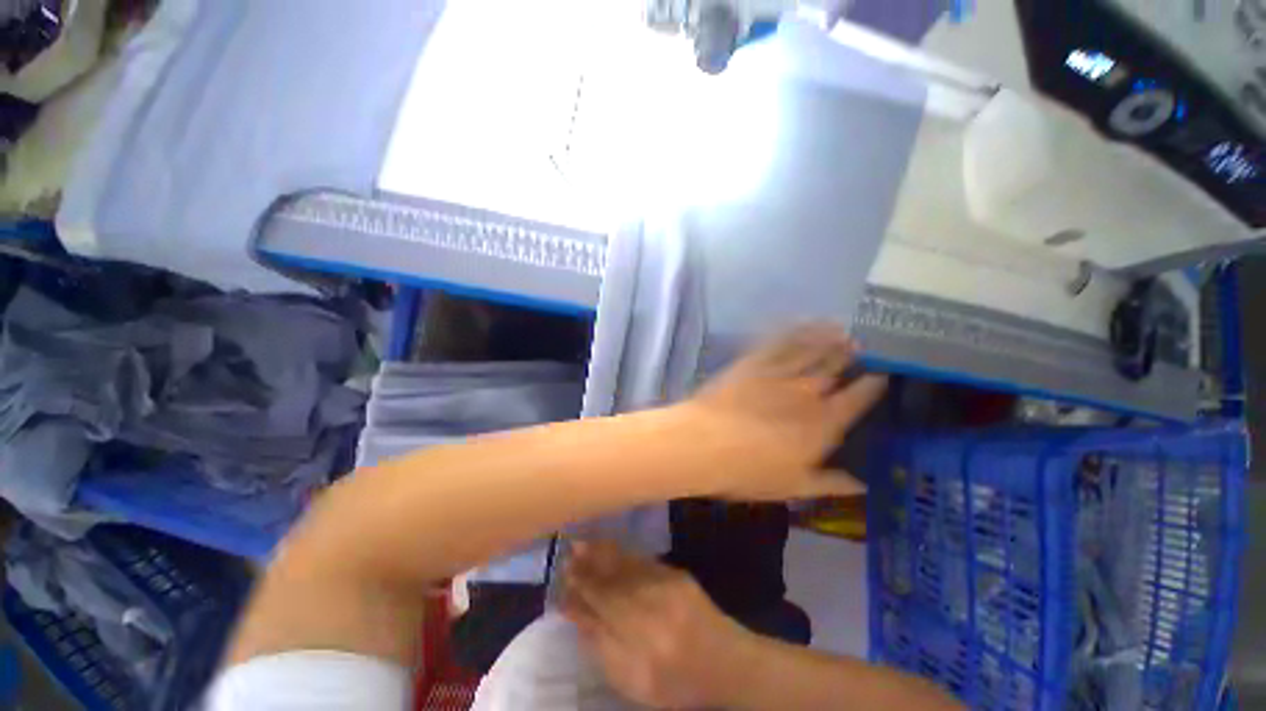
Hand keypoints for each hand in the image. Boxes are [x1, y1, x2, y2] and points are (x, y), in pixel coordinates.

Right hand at [560, 541, 756, 709]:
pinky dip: (622, 554)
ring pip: (626, 570)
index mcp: (641, 650)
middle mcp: (654, 614)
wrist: (725, 663)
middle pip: (611, 587)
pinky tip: (608, 547)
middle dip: (586, 570)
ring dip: (600, 555)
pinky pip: (643, 562)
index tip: (560, 581)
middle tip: (566, 555)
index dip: (579, 594)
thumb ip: (602, 647)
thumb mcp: (634, 682)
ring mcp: (668, 590)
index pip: (601, 612)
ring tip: (580, 544)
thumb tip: (574, 613)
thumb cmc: (677, 683)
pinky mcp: (678, 575)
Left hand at [679, 325, 886, 499]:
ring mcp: (779, 373)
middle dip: (852, 356)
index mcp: (823, 424)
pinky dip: (796, 330)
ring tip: (843, 329)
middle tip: (863, 344)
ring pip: (812, 350)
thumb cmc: (749, 471)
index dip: (872, 386)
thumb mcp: (794, 486)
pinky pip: (779, 341)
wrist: (705, 443)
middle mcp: (807, 392)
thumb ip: (831, 483)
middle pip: (836, 369)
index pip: (857, 399)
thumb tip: (862, 484)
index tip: (882, 374)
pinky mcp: (753, 362)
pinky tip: (804, 321)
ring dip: (830, 339)